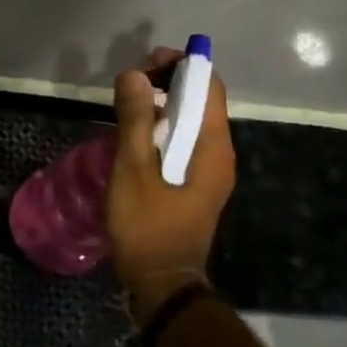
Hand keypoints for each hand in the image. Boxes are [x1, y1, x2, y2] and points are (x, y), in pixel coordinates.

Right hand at [105, 46, 235, 321]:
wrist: (161, 284)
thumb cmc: (147, 226)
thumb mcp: (134, 170)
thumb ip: (136, 120)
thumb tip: (135, 74)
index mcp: (213, 147)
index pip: (209, 87)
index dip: (183, 64)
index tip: (146, 62)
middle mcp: (219, 154)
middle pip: (202, 100)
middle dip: (169, 81)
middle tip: (130, 81)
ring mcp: (209, 171)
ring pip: (191, 121)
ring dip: (163, 103)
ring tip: (127, 102)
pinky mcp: (195, 184)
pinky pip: (184, 141)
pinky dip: (163, 126)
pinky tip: (136, 133)